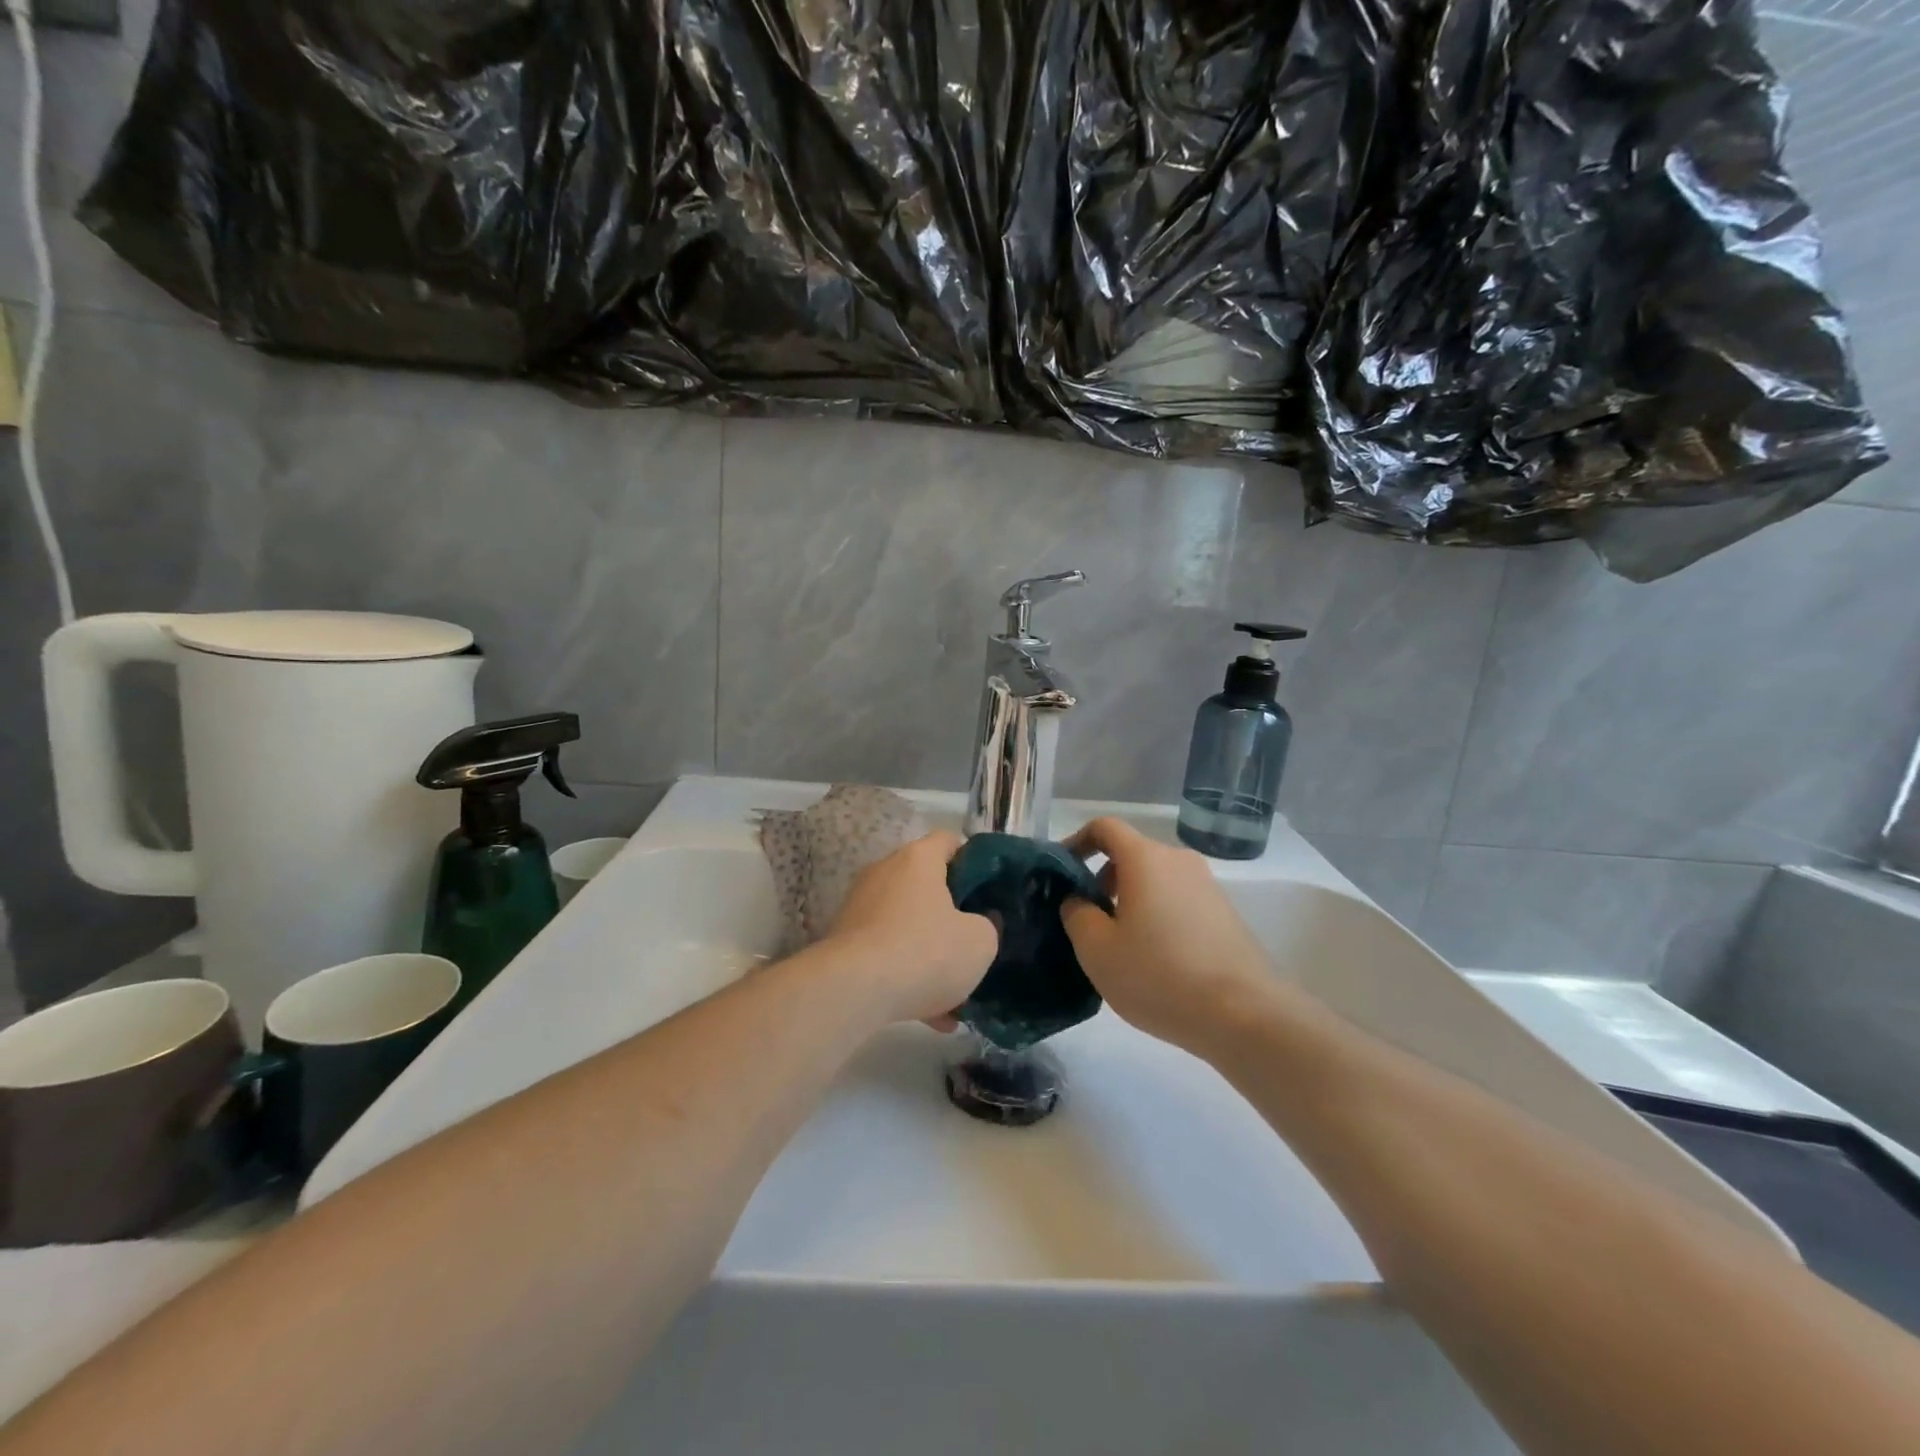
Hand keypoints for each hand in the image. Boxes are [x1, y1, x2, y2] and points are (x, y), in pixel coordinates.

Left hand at [822, 831, 997, 1028]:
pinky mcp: (844, 942)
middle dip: (951, 913)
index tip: (989, 888)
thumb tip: (981, 923)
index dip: (974, 860)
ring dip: (930, 953)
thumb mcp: (979, 942)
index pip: (949, 840)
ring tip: (956, 992)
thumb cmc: (924, 952)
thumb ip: (988, 926)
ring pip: (907, 925)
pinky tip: (932, 1016)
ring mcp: (860, 907)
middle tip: (974, 938)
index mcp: (918, 860)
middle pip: (925, 884)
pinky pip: (887, 954)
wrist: (852, 991)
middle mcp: (884, 873)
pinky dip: (908, 977)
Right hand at [1061, 817, 1277, 1054]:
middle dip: (1101, 879)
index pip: (1104, 827)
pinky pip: (1178, 901)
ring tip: (1120, 946)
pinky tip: (1155, 960)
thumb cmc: (1159, 975)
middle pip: (1130, 854)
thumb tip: (1078, 899)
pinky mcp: (1225, 914)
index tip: (1061, 873)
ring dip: (1130, 901)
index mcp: (1145, 858)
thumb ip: (1076, 913)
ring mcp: (1207, 886)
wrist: (1245, 1015)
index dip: (1076, 842)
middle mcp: (1179, 861)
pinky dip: (1157, 916)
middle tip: (1087, 921)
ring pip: (1155, 880)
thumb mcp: (1097, 949)